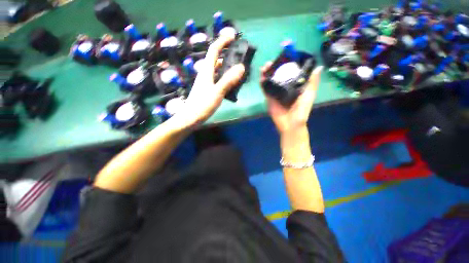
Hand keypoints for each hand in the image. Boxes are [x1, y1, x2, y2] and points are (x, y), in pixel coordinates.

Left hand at [174, 35, 244, 128]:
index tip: (233, 36)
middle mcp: (206, 72)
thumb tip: (241, 67)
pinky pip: (219, 75)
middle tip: (241, 52)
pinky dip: (227, 74)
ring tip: (241, 66)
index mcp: (207, 70)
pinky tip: (234, 81)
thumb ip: (228, 79)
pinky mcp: (208, 86)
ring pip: (218, 67)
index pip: (214, 50)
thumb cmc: (201, 106)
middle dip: (228, 51)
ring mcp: (206, 79)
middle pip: (216, 56)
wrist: (189, 119)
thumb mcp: (217, 92)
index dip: (223, 41)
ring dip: (228, 63)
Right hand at [261, 62, 322, 133]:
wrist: (291, 125)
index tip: (284, 56)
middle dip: (274, 66)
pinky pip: (264, 86)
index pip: (290, 70)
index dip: (286, 63)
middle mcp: (285, 85)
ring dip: (267, 71)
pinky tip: (262, 75)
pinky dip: (262, 80)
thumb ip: (313, 82)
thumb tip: (319, 67)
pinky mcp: (269, 96)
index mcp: (295, 84)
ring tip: (266, 66)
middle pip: (278, 72)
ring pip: (270, 78)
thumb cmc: (302, 110)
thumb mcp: (309, 94)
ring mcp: (276, 90)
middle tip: (272, 61)